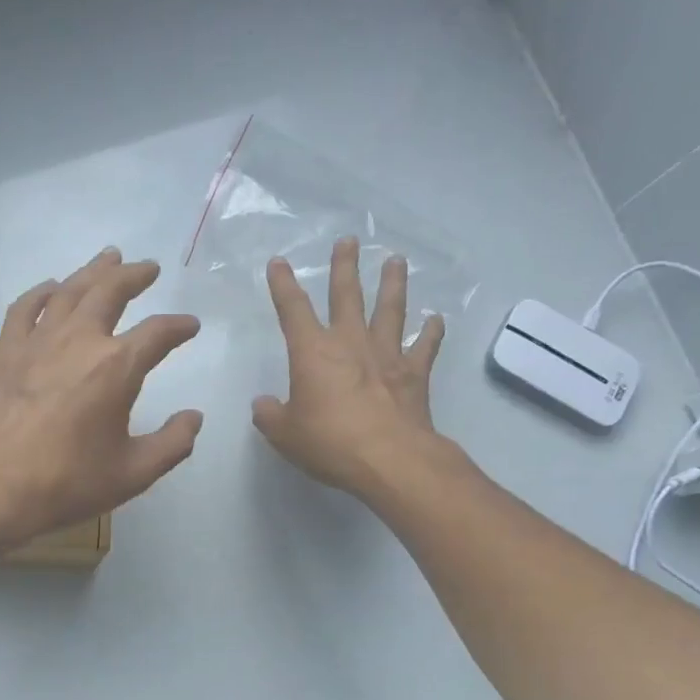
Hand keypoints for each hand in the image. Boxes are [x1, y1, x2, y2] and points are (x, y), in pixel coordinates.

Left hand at [0, 247, 202, 552]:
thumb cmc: (65, 484)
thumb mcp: (133, 474)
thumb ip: (172, 444)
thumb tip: (194, 418)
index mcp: (116, 367)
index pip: (158, 333)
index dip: (179, 327)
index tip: (190, 326)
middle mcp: (79, 340)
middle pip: (111, 290)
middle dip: (135, 275)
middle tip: (150, 268)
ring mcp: (38, 341)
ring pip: (70, 290)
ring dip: (94, 270)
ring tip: (110, 257)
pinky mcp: (6, 352)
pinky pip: (26, 308)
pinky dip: (42, 292)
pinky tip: (52, 288)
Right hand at [252, 236, 448, 499]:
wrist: (389, 458)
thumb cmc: (329, 442)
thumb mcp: (284, 434)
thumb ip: (270, 416)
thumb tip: (263, 405)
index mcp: (313, 353)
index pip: (292, 310)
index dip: (283, 285)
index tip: (278, 262)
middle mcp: (350, 343)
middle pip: (347, 296)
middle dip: (344, 267)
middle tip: (348, 241)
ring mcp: (386, 355)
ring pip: (390, 309)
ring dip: (393, 284)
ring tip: (396, 261)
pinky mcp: (414, 374)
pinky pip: (424, 346)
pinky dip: (431, 332)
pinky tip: (436, 320)